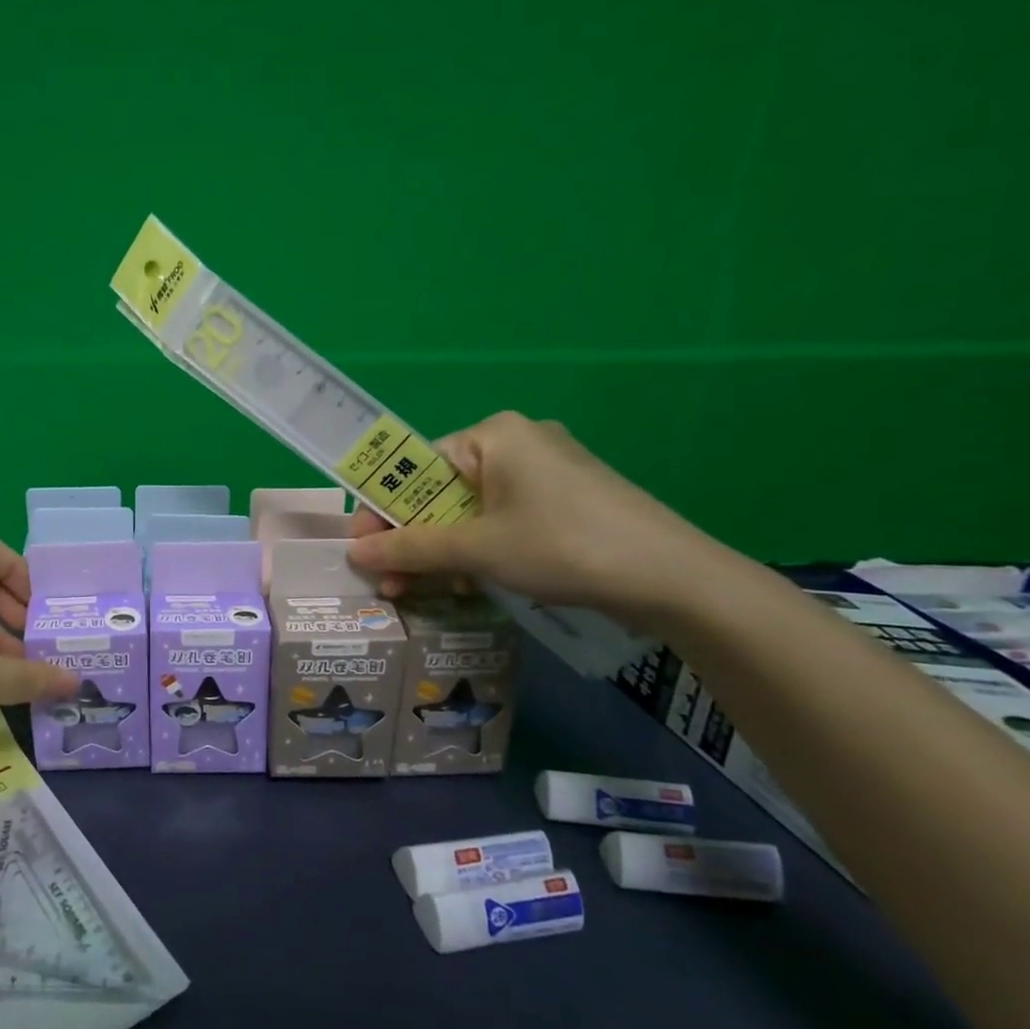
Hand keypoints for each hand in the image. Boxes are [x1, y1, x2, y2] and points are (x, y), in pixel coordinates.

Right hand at [348, 411, 721, 624]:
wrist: (675, 579)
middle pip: (441, 492)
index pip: (416, 468)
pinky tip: (470, 585)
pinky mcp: (565, 502)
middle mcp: (516, 444)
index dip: (384, 511)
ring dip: (442, 553)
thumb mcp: (478, 549)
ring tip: (423, 592)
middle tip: (391, 582)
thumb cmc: (562, 545)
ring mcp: (545, 473)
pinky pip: (501, 521)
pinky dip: (479, 552)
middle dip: (413, 540)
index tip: (363, 549)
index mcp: (492, 435)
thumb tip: (355, 552)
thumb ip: (411, 549)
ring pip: (470, 512)